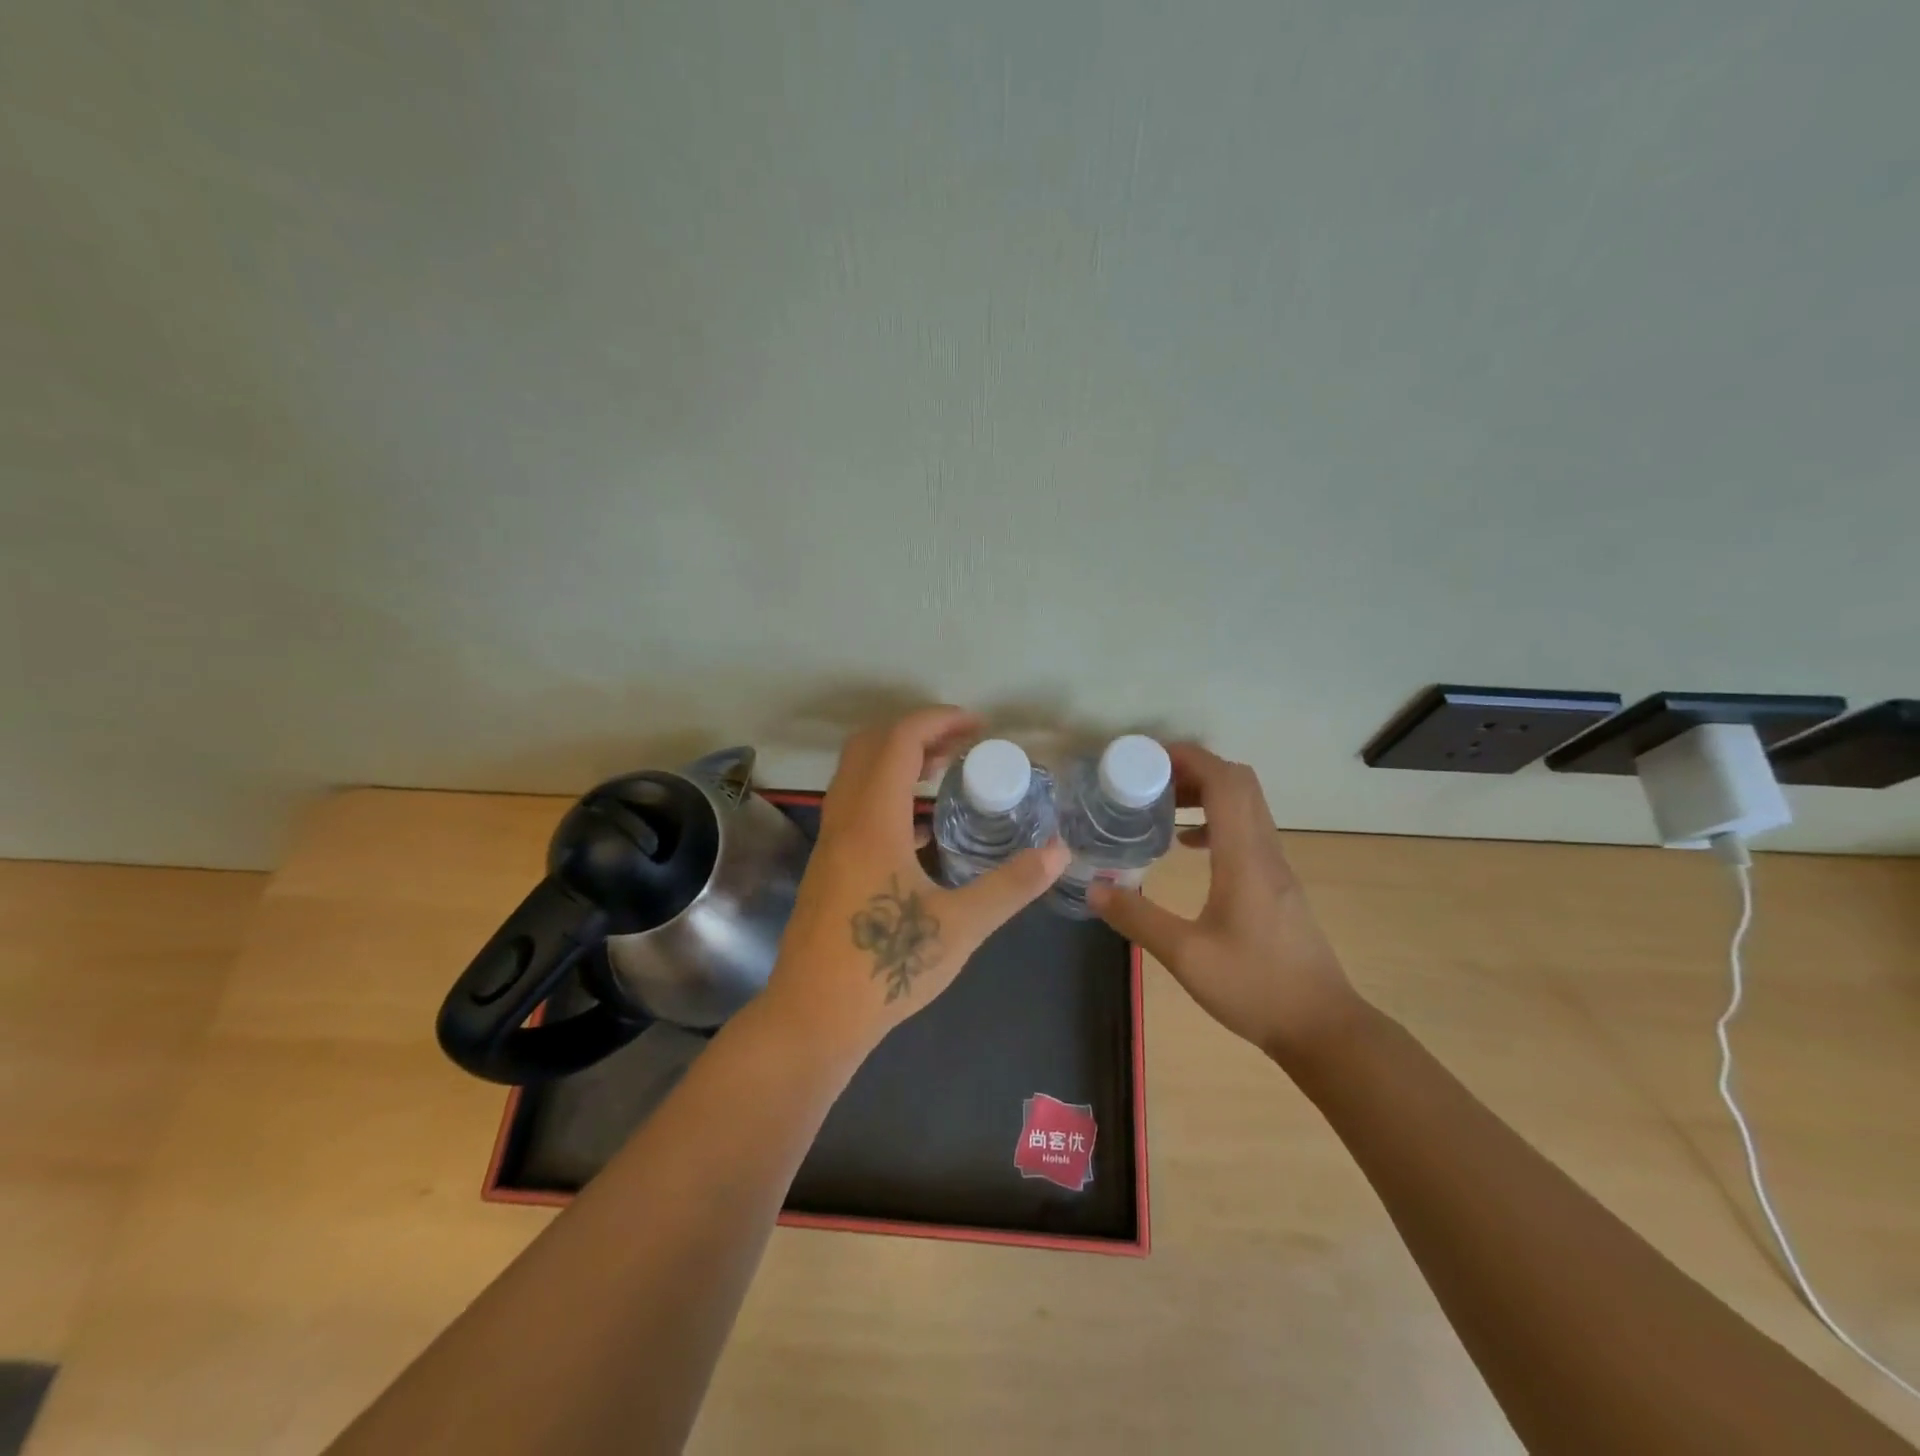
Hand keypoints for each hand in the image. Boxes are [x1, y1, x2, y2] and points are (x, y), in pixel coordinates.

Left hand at [764, 707, 1068, 1054]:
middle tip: (962, 746)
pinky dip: (886, 796)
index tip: (978, 725)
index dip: (938, 721)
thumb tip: (1059, 852)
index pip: (898, 741)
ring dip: (897, 763)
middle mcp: (844, 821)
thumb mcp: (960, 927)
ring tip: (945, 777)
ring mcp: (829, 844)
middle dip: (916, 733)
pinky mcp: (826, 867)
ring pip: (856, 777)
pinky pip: (854, 808)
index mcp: (872, 822)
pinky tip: (921, 832)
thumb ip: (1011, 885)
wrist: (812, 1018)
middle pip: (869, 747)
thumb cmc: (885, 968)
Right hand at [1087, 744, 1362, 1066]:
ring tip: (1161, 805)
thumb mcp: (1185, 956)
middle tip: (1148, 779)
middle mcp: (1265, 851)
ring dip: (1205, 792)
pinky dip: (1215, 820)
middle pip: (1238, 783)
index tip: (1146, 758)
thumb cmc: (1255, 987)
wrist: (1322, 1027)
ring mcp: (1276, 867)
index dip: (1188, 758)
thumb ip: (1137, 918)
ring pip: (1246, 805)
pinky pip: (1247, 830)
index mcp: (1245, 857)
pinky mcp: (1277, 884)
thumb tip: (1093, 889)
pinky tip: (1187, 846)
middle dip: (1193, 769)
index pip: (1225, 782)